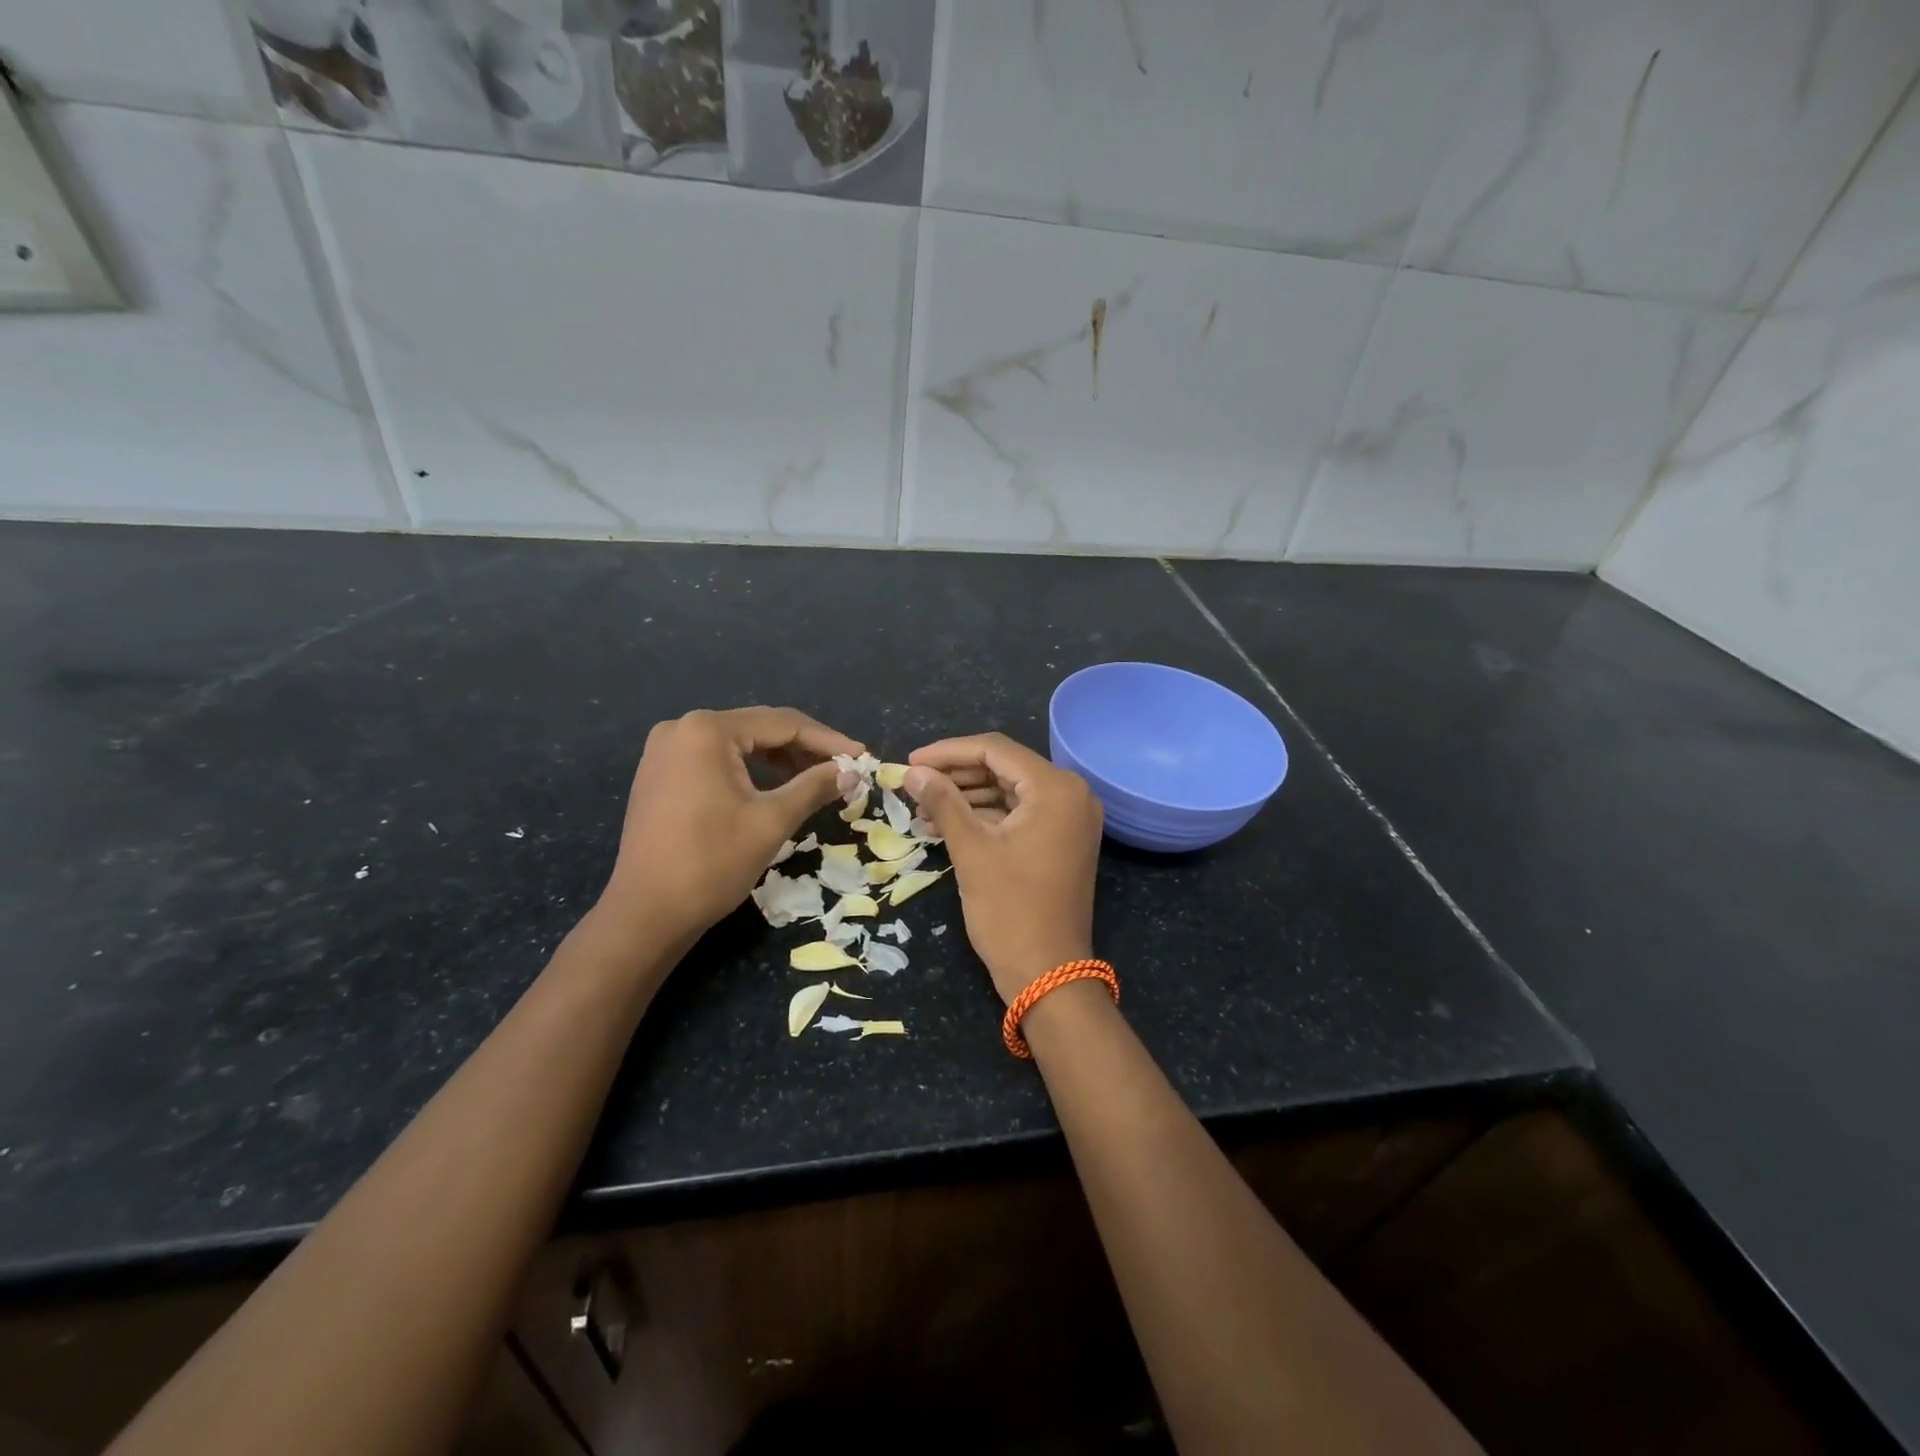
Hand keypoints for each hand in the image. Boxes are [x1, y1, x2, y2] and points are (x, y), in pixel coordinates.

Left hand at [603, 707, 863, 945]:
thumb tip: (852, 773)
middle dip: (805, 748)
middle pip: (760, 728)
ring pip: (739, 744)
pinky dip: (750, 769)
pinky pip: (717, 759)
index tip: (864, 758)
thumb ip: (814, 787)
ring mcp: (666, 750)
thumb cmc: (711, 863)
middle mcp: (683, 728)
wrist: (646, 914)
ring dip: (780, 759)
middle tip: (845, 769)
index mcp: (708, 730)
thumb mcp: (772, 821)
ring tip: (817, 779)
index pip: (783, 724)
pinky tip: (775, 786)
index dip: (828, 741)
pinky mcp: (660, 773)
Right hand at [904, 733, 1102, 1004]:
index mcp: (1056, 788)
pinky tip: (946, 823)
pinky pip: (1019, 814)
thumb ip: (942, 802)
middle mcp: (1071, 794)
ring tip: (923, 806)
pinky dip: (985, 816)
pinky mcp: (1062, 840)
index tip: (910, 761)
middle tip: (914, 782)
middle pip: (1004, 767)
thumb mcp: (971, 850)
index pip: (995, 750)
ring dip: (967, 795)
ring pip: (1009, 791)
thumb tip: (912, 771)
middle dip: (956, 774)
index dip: (948, 752)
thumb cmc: (1009, 909)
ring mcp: (1069, 818)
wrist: (1048, 974)